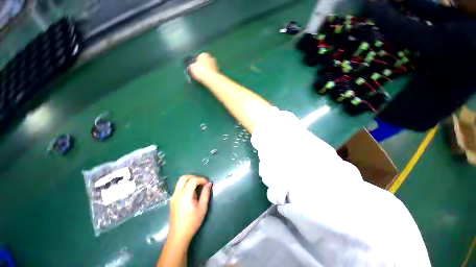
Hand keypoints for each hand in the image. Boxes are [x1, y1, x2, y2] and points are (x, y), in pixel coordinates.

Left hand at [168, 175, 212, 243]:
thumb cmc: (192, 222)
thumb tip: (209, 183)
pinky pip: (179, 187)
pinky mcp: (173, 200)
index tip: (207, 183)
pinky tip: (192, 193)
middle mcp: (177, 194)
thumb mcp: (202, 208)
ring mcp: (173, 197)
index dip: (201, 179)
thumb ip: (206, 194)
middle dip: (194, 177)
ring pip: (180, 182)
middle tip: (202, 182)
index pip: (193, 180)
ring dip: (190, 180)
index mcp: (185, 196)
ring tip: (198, 187)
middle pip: (183, 178)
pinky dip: (186, 185)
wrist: (179, 236)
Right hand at [189, 53, 218, 82]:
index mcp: (204, 54)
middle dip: (203, 65)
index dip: (197, 62)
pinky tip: (208, 78)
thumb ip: (192, 65)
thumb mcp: (192, 67)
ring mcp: (215, 64)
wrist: (211, 78)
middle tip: (200, 71)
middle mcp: (211, 58)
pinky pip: (213, 72)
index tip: (195, 67)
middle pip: (206, 61)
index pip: (199, 57)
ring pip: (210, 67)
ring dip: (207, 70)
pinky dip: (211, 74)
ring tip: (204, 76)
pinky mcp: (218, 71)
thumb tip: (193, 66)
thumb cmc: (200, 71)